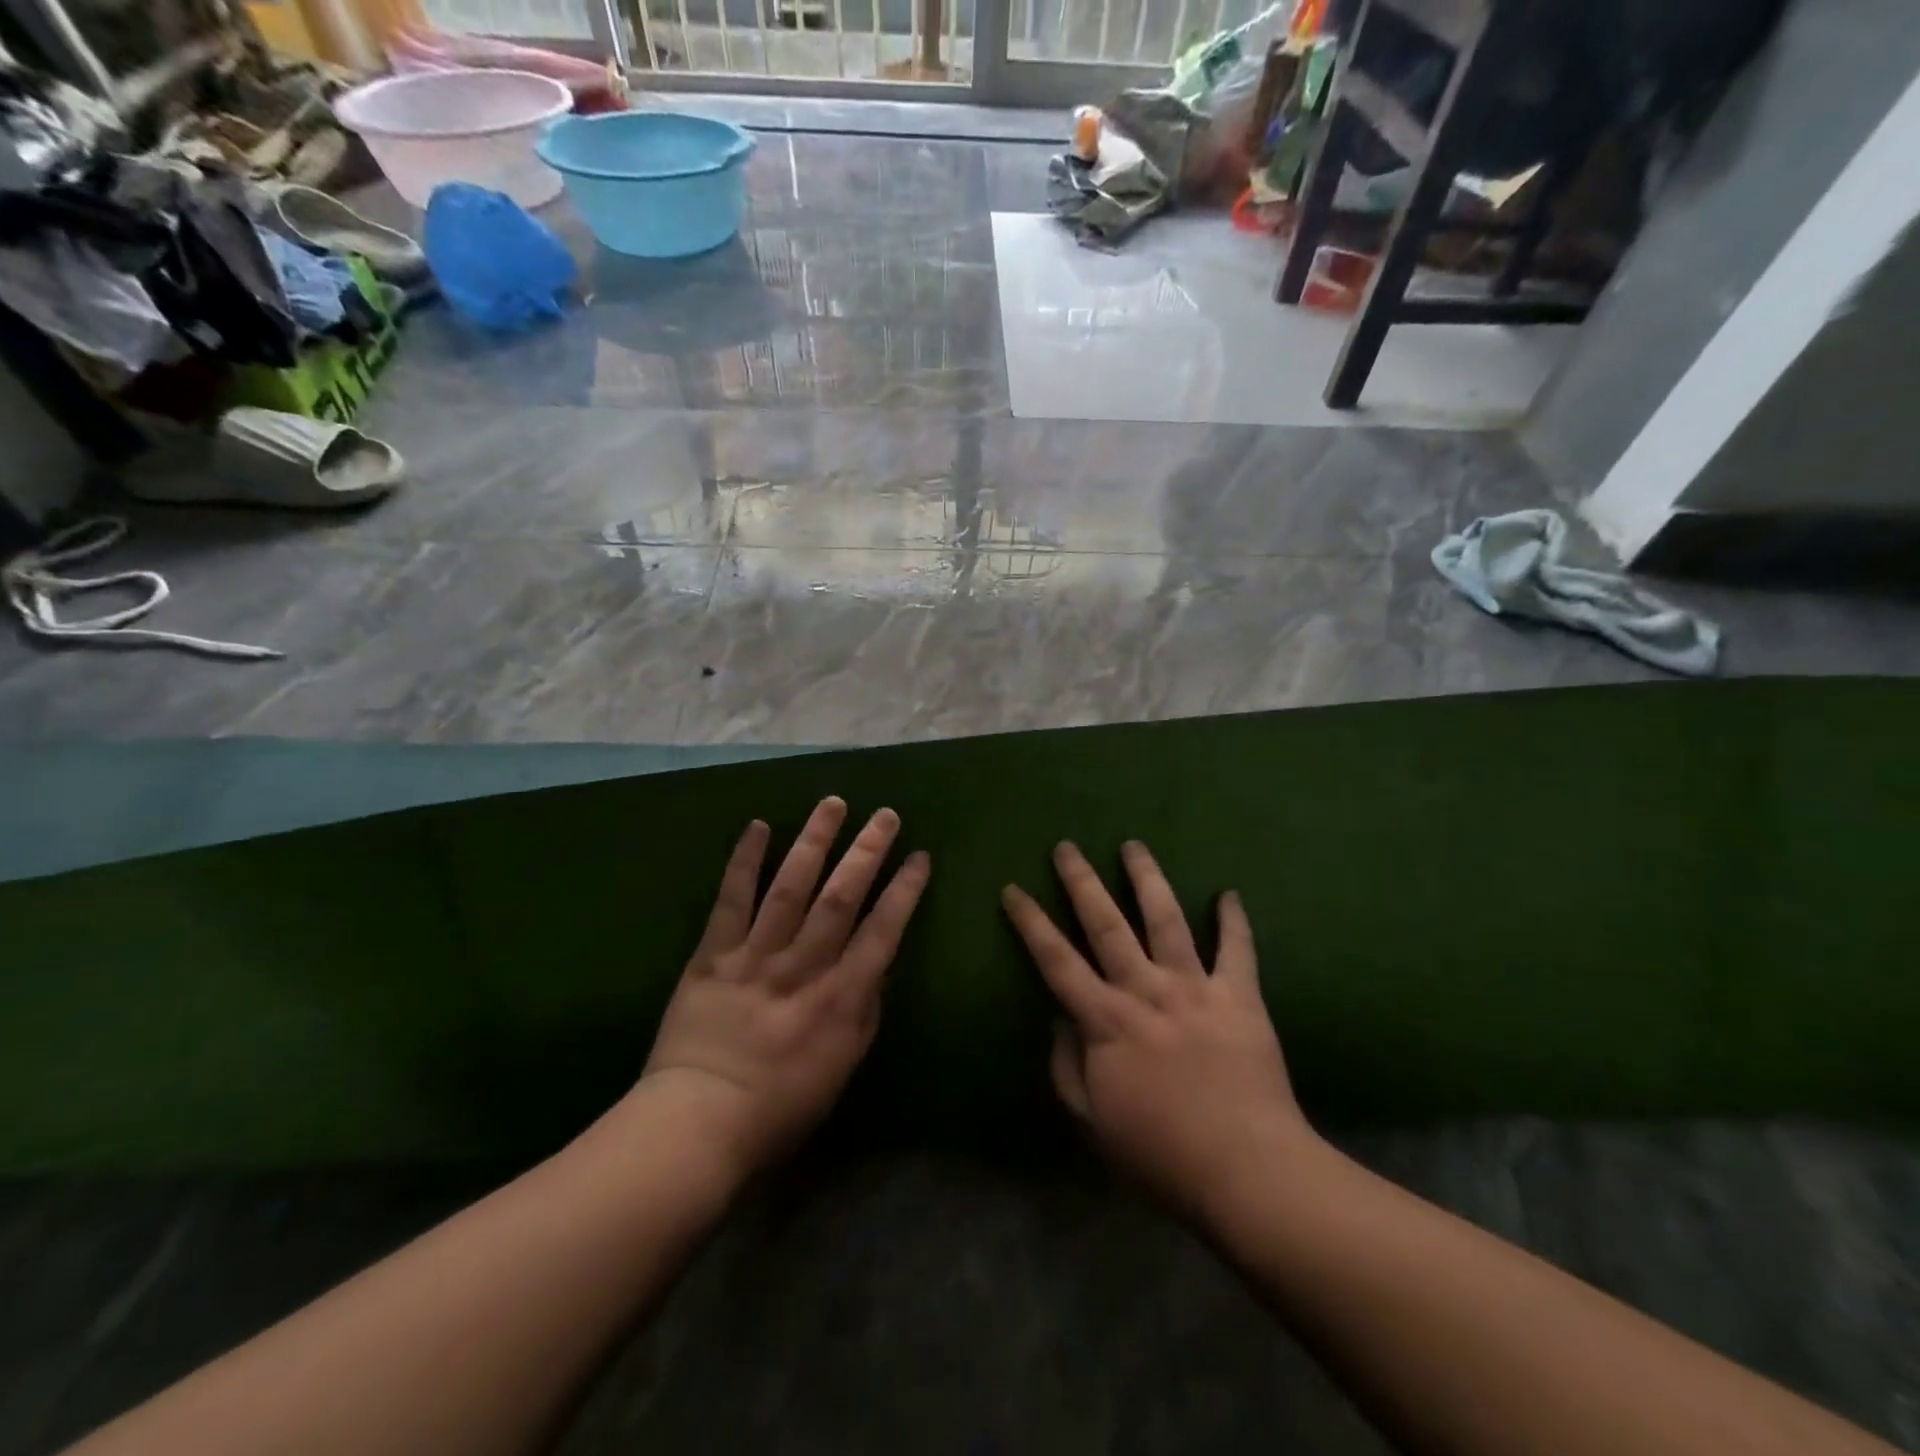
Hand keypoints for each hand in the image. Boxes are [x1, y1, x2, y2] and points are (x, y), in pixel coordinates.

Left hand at [639, 797, 929, 1182]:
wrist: (697, 1122)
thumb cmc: (781, 1104)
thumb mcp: (843, 1066)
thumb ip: (865, 1010)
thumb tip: (878, 964)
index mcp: (840, 996)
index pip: (883, 930)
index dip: (905, 890)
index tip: (920, 857)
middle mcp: (803, 966)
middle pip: (841, 896)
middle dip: (867, 852)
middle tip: (885, 815)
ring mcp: (756, 955)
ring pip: (791, 886)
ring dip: (815, 841)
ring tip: (833, 804)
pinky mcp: (714, 954)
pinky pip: (731, 899)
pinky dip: (744, 861)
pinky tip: (758, 826)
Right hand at [1002, 840, 1316, 1221]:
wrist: (1247, 1172)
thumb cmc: (1160, 1154)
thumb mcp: (1092, 1121)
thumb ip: (1067, 1066)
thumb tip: (1059, 1019)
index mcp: (1106, 1021)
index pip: (1057, 960)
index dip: (1031, 922)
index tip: (1013, 889)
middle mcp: (1146, 991)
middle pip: (1106, 924)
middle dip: (1082, 881)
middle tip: (1067, 846)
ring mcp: (1195, 988)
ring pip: (1167, 919)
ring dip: (1147, 879)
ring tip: (1133, 845)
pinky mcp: (1240, 997)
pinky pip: (1238, 950)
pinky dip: (1234, 920)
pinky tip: (1229, 893)